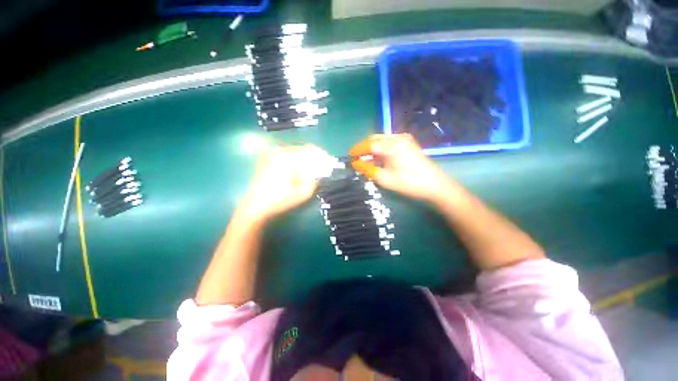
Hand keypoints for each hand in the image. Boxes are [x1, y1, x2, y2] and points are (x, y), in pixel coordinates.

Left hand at [238, 145, 333, 222]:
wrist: (255, 206)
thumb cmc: (279, 200)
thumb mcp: (303, 193)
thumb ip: (315, 180)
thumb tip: (320, 172)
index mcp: (288, 157)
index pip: (310, 150)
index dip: (322, 156)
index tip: (329, 163)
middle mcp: (279, 152)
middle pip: (303, 150)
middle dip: (314, 158)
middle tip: (321, 168)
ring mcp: (272, 155)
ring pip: (295, 153)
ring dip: (305, 160)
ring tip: (311, 171)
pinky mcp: (268, 160)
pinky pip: (287, 156)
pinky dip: (296, 162)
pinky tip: (299, 171)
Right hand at [349, 134, 455, 202]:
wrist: (435, 185)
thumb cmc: (408, 183)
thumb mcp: (384, 178)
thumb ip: (367, 169)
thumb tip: (355, 163)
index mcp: (391, 145)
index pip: (369, 144)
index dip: (357, 150)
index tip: (349, 156)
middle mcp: (397, 137)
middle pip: (375, 139)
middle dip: (364, 147)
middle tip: (356, 158)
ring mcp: (404, 139)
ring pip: (382, 140)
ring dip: (372, 148)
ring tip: (365, 160)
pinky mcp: (409, 143)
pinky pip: (390, 142)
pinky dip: (381, 149)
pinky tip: (378, 158)